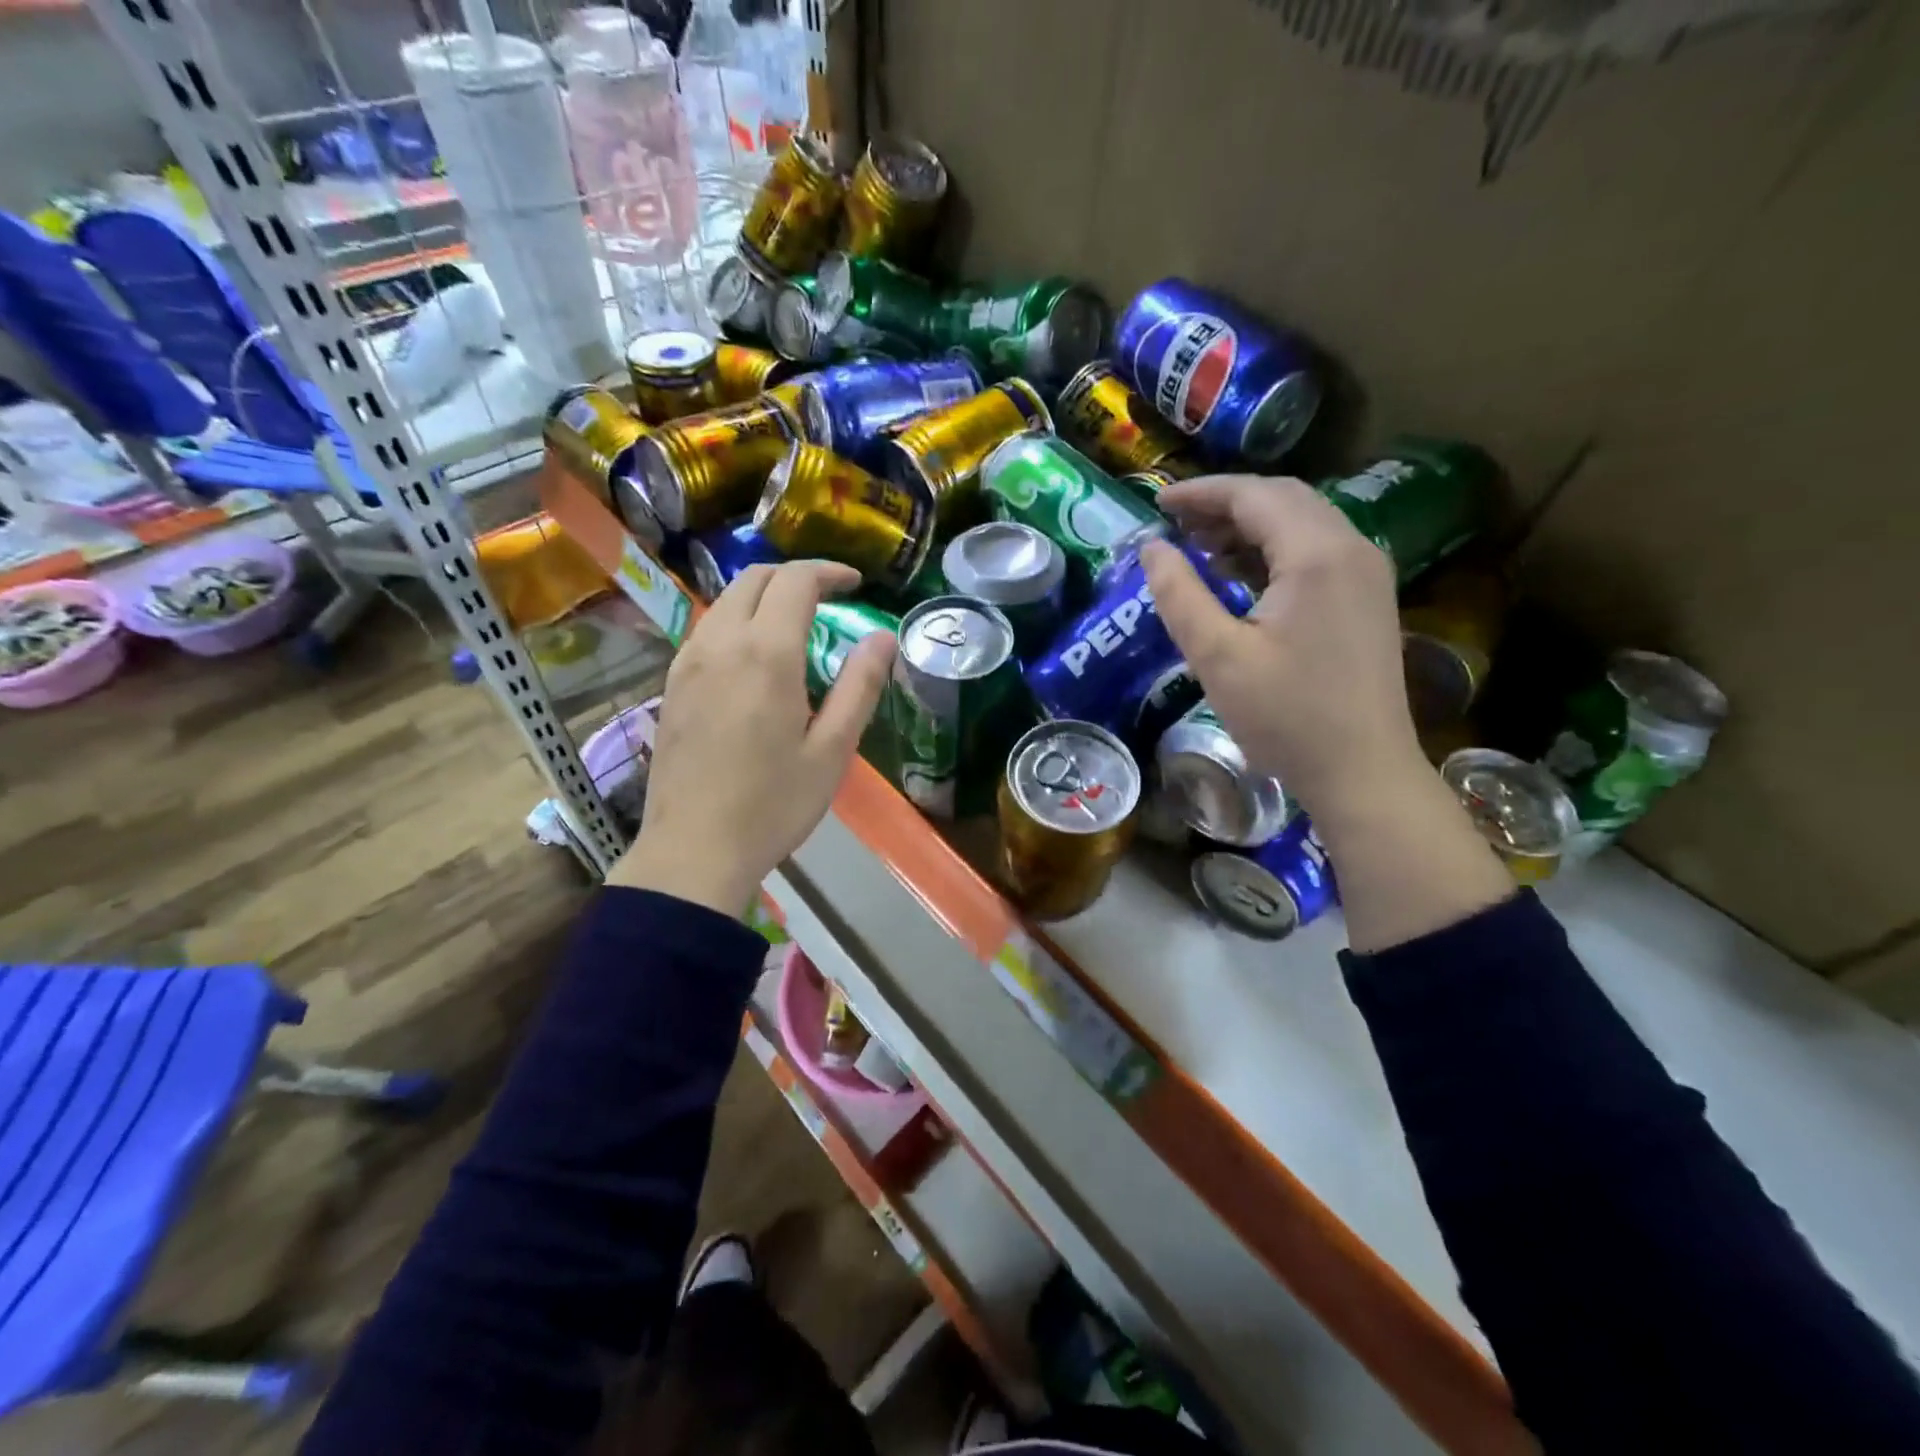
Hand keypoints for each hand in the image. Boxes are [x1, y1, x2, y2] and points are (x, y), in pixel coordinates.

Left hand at [607, 561, 894, 915]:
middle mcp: (720, 643)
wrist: (693, 850)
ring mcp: (687, 662)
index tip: (855, 583)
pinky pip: (706, 631)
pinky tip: (753, 659)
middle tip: (828, 599)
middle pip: (754, 579)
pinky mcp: (670, 684)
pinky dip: (737, 622)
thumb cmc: (774, 805)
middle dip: (794, 577)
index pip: (795, 581)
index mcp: (766, 654)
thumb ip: (860, 686)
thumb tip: (882, 637)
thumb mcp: (833, 750)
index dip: (828, 572)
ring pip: (726, 603)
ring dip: (763, 598)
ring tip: (794, 626)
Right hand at [1140, 475, 1425, 821]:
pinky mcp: (1367, 599)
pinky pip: (1316, 552)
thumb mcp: (1217, 657)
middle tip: (1174, 525)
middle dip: (1225, 505)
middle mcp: (1351, 548)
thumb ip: (1179, 595)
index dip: (1201, 493)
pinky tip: (1240, 578)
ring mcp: (1366, 573)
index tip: (1156, 502)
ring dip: (1249, 527)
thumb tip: (1151, 547)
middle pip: (1282, 499)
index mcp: (1316, 554)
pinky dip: (1273, 552)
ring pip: (1302, 523)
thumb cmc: (1286, 717)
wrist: (1363, 771)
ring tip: (1199, 549)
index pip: (1254, 495)